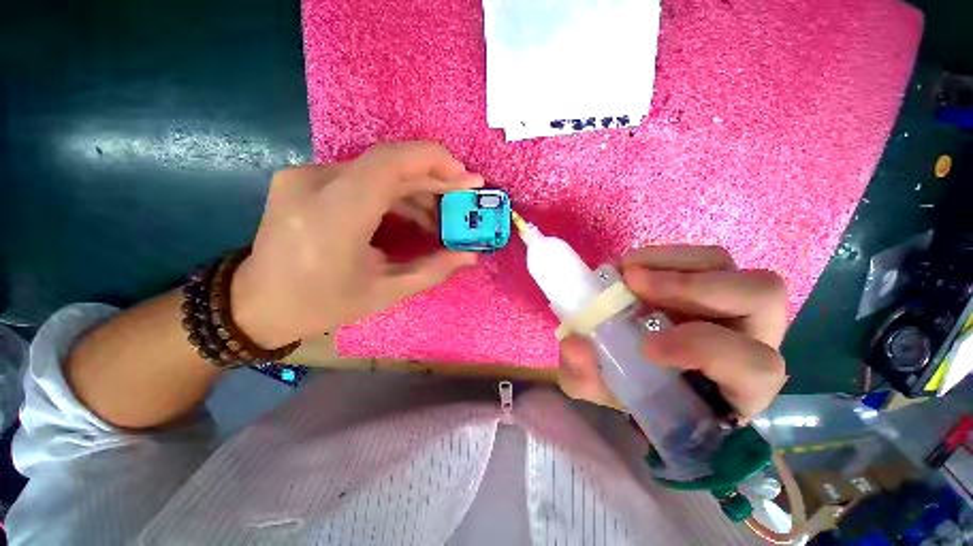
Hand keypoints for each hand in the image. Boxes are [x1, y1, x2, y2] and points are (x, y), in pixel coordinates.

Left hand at [230, 141, 483, 347]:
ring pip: (378, 171)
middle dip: (434, 179)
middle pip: (389, 164)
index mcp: (335, 214)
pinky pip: (363, 178)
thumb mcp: (385, 292)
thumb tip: (471, 255)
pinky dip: (394, 193)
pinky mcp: (306, 180)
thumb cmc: (321, 304)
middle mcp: (315, 182)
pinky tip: (412, 215)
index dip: (434, 161)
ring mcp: (306, 176)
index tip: (466, 178)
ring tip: (440, 218)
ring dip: (416, 190)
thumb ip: (433, 269)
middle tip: (464, 197)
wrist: (256, 304)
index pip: (389, 162)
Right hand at [558, 245, 787, 420]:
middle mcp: (752, 340)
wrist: (640, 367)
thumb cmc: (635, 389)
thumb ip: (583, 377)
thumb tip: (575, 344)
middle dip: (691, 287)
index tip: (645, 346)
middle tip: (631, 283)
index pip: (756, 367)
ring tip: (626, 271)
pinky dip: (663, 256)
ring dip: (673, 264)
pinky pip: (703, 258)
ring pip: (731, 266)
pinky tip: (630, 266)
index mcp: (739, 387)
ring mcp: (735, 306)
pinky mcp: (712, 281)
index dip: (704, 349)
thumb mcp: (602, 390)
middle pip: (761, 297)